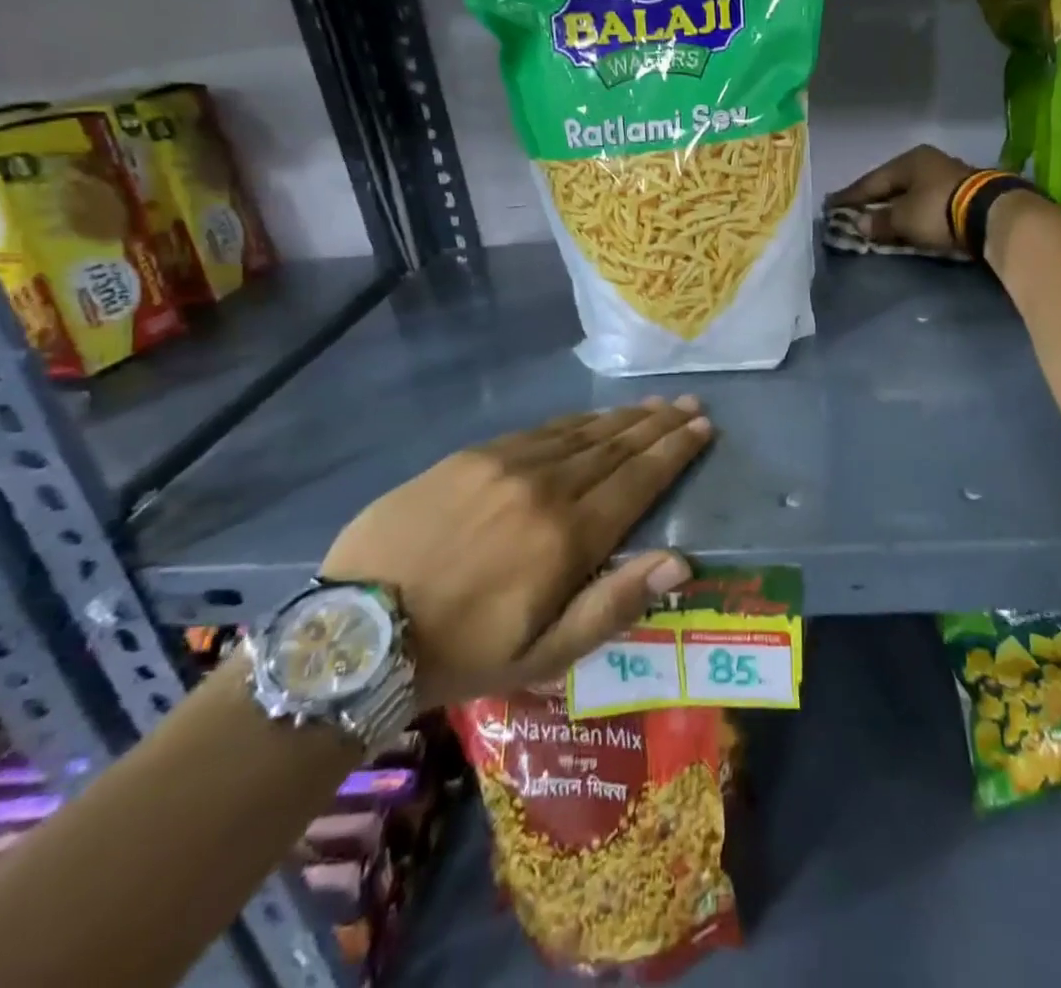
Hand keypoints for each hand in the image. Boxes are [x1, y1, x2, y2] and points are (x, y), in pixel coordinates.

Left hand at [320, 398, 712, 709]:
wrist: (358, 630)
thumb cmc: (462, 652)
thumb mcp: (544, 656)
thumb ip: (614, 604)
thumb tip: (680, 562)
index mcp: (569, 536)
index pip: (638, 480)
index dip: (674, 452)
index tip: (702, 428)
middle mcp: (545, 486)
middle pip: (615, 447)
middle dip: (658, 425)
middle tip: (689, 405)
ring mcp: (505, 464)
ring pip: (580, 432)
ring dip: (622, 418)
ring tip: (653, 405)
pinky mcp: (471, 456)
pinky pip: (539, 431)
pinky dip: (575, 422)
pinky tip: (591, 418)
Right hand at [825, 145, 977, 249]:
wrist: (991, 214)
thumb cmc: (938, 210)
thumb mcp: (903, 219)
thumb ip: (879, 221)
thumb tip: (859, 223)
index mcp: (909, 161)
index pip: (871, 180)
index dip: (850, 196)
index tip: (831, 205)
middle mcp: (928, 162)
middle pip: (892, 183)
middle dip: (873, 199)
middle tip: (853, 210)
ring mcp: (948, 175)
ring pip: (911, 192)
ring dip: (894, 206)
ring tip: (878, 217)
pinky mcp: (963, 193)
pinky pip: (926, 201)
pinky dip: (912, 211)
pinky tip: (905, 219)